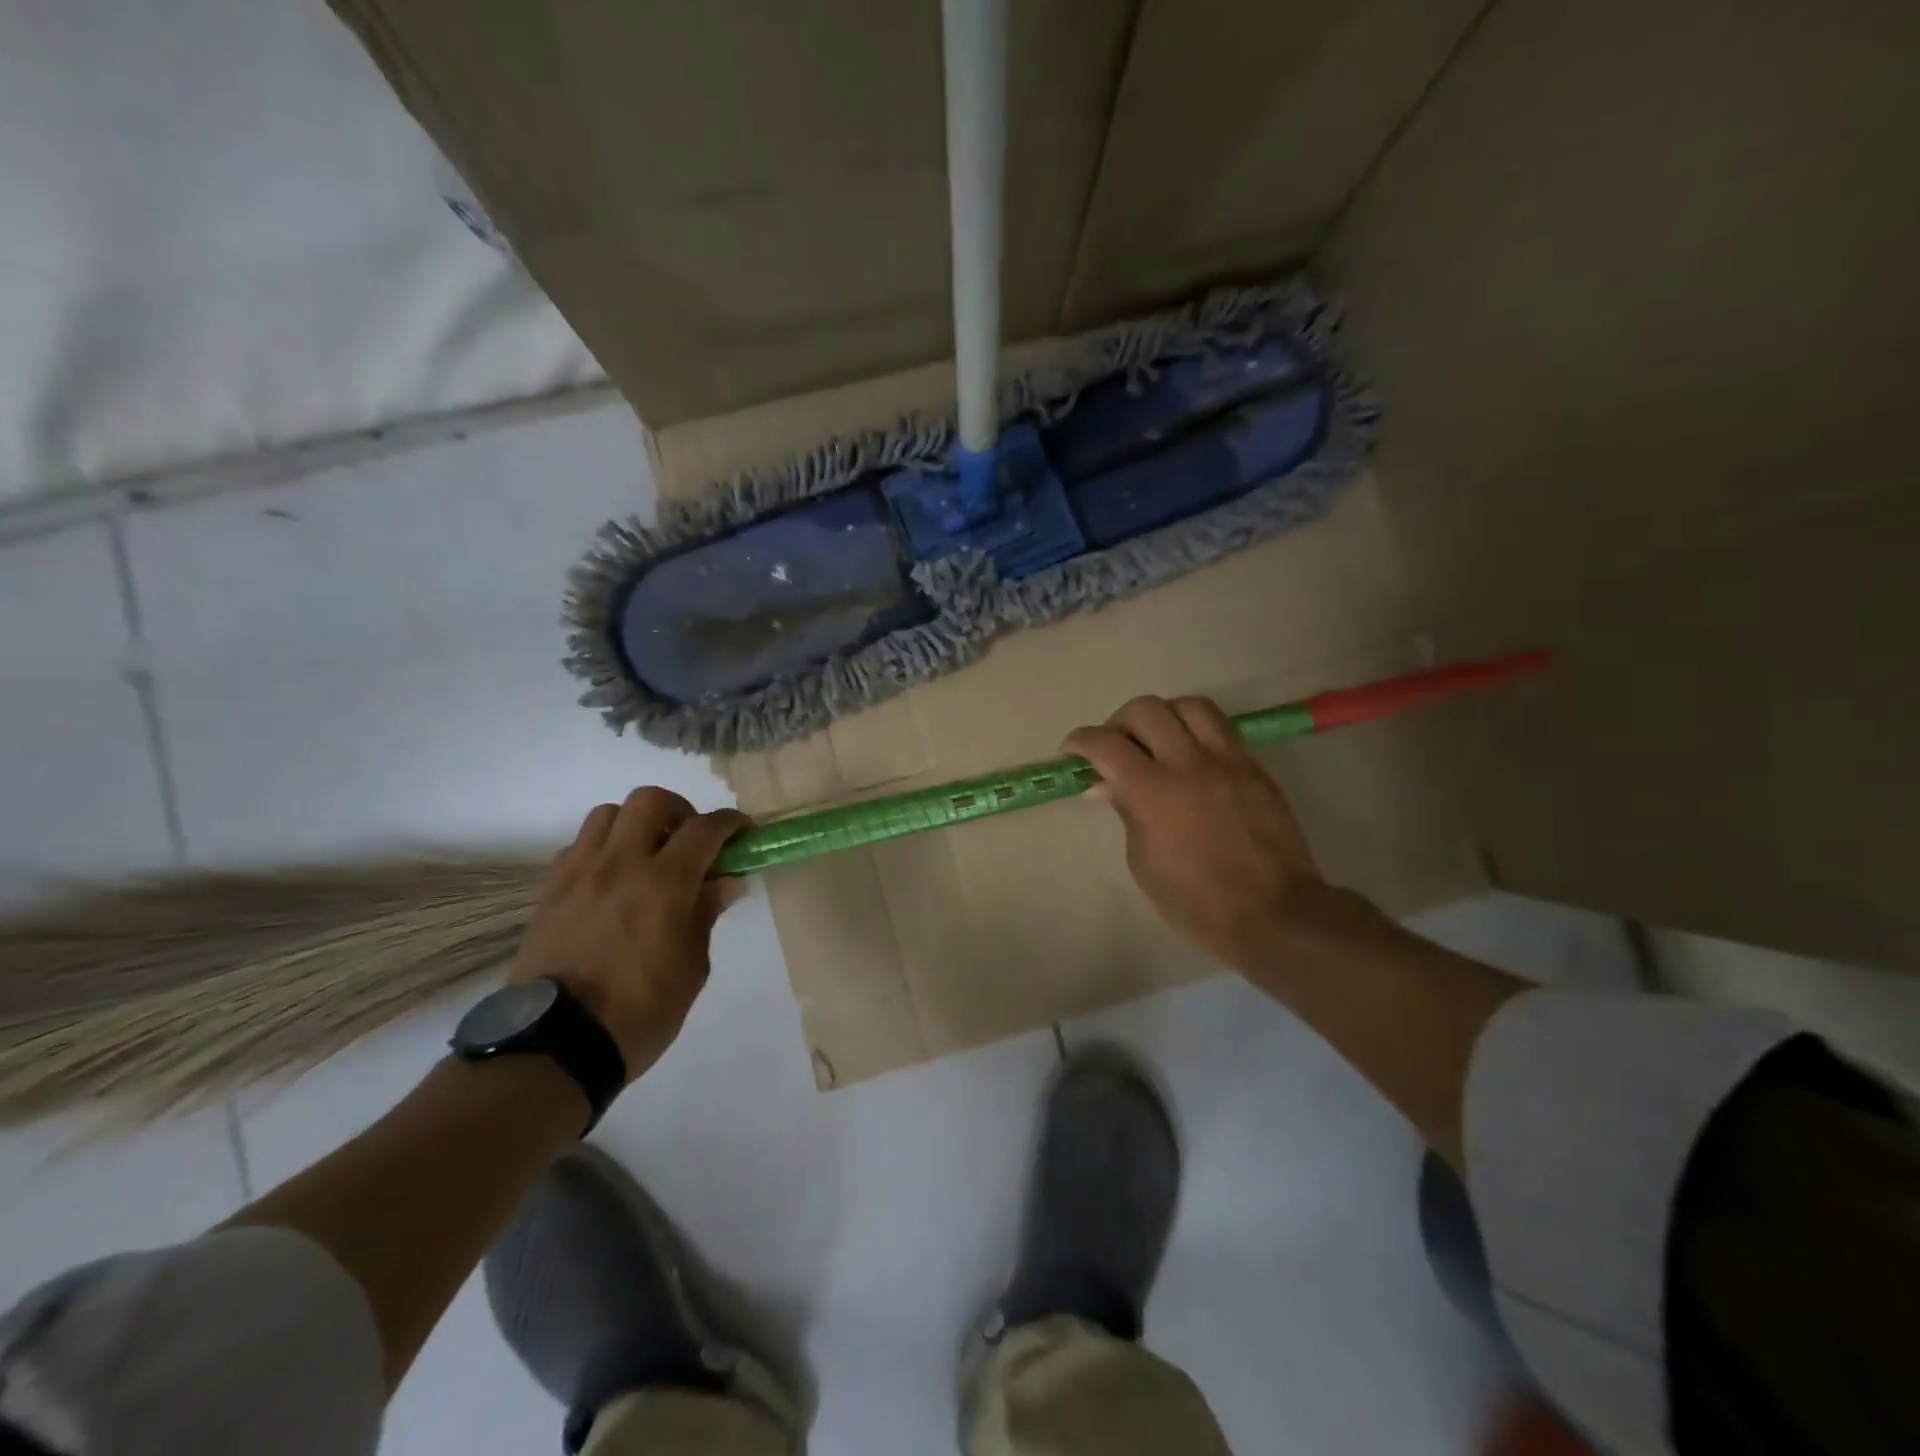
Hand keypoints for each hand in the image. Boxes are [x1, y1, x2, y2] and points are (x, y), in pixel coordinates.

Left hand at [511, 788, 749, 1078]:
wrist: (556, 1045)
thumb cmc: (640, 1011)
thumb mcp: (692, 967)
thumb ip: (706, 914)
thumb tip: (725, 881)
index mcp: (663, 883)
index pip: (705, 829)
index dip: (731, 823)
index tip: (743, 833)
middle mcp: (620, 864)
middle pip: (650, 800)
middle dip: (680, 810)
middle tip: (690, 841)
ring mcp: (580, 874)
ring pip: (608, 813)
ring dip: (636, 824)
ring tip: (648, 855)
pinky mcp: (551, 891)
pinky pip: (579, 846)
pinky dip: (603, 849)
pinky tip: (613, 880)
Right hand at [1064, 695, 1354, 977]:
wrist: (1272, 913)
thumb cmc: (1195, 901)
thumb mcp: (1143, 862)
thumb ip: (1127, 812)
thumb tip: (1109, 786)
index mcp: (1152, 790)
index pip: (1105, 743)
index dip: (1080, 740)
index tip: (1072, 750)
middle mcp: (1188, 763)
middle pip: (1146, 709)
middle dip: (1120, 722)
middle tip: (1116, 746)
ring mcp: (1227, 760)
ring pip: (1190, 706)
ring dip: (1165, 716)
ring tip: (1159, 740)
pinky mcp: (1255, 767)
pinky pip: (1222, 729)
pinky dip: (1198, 731)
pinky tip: (1193, 757)